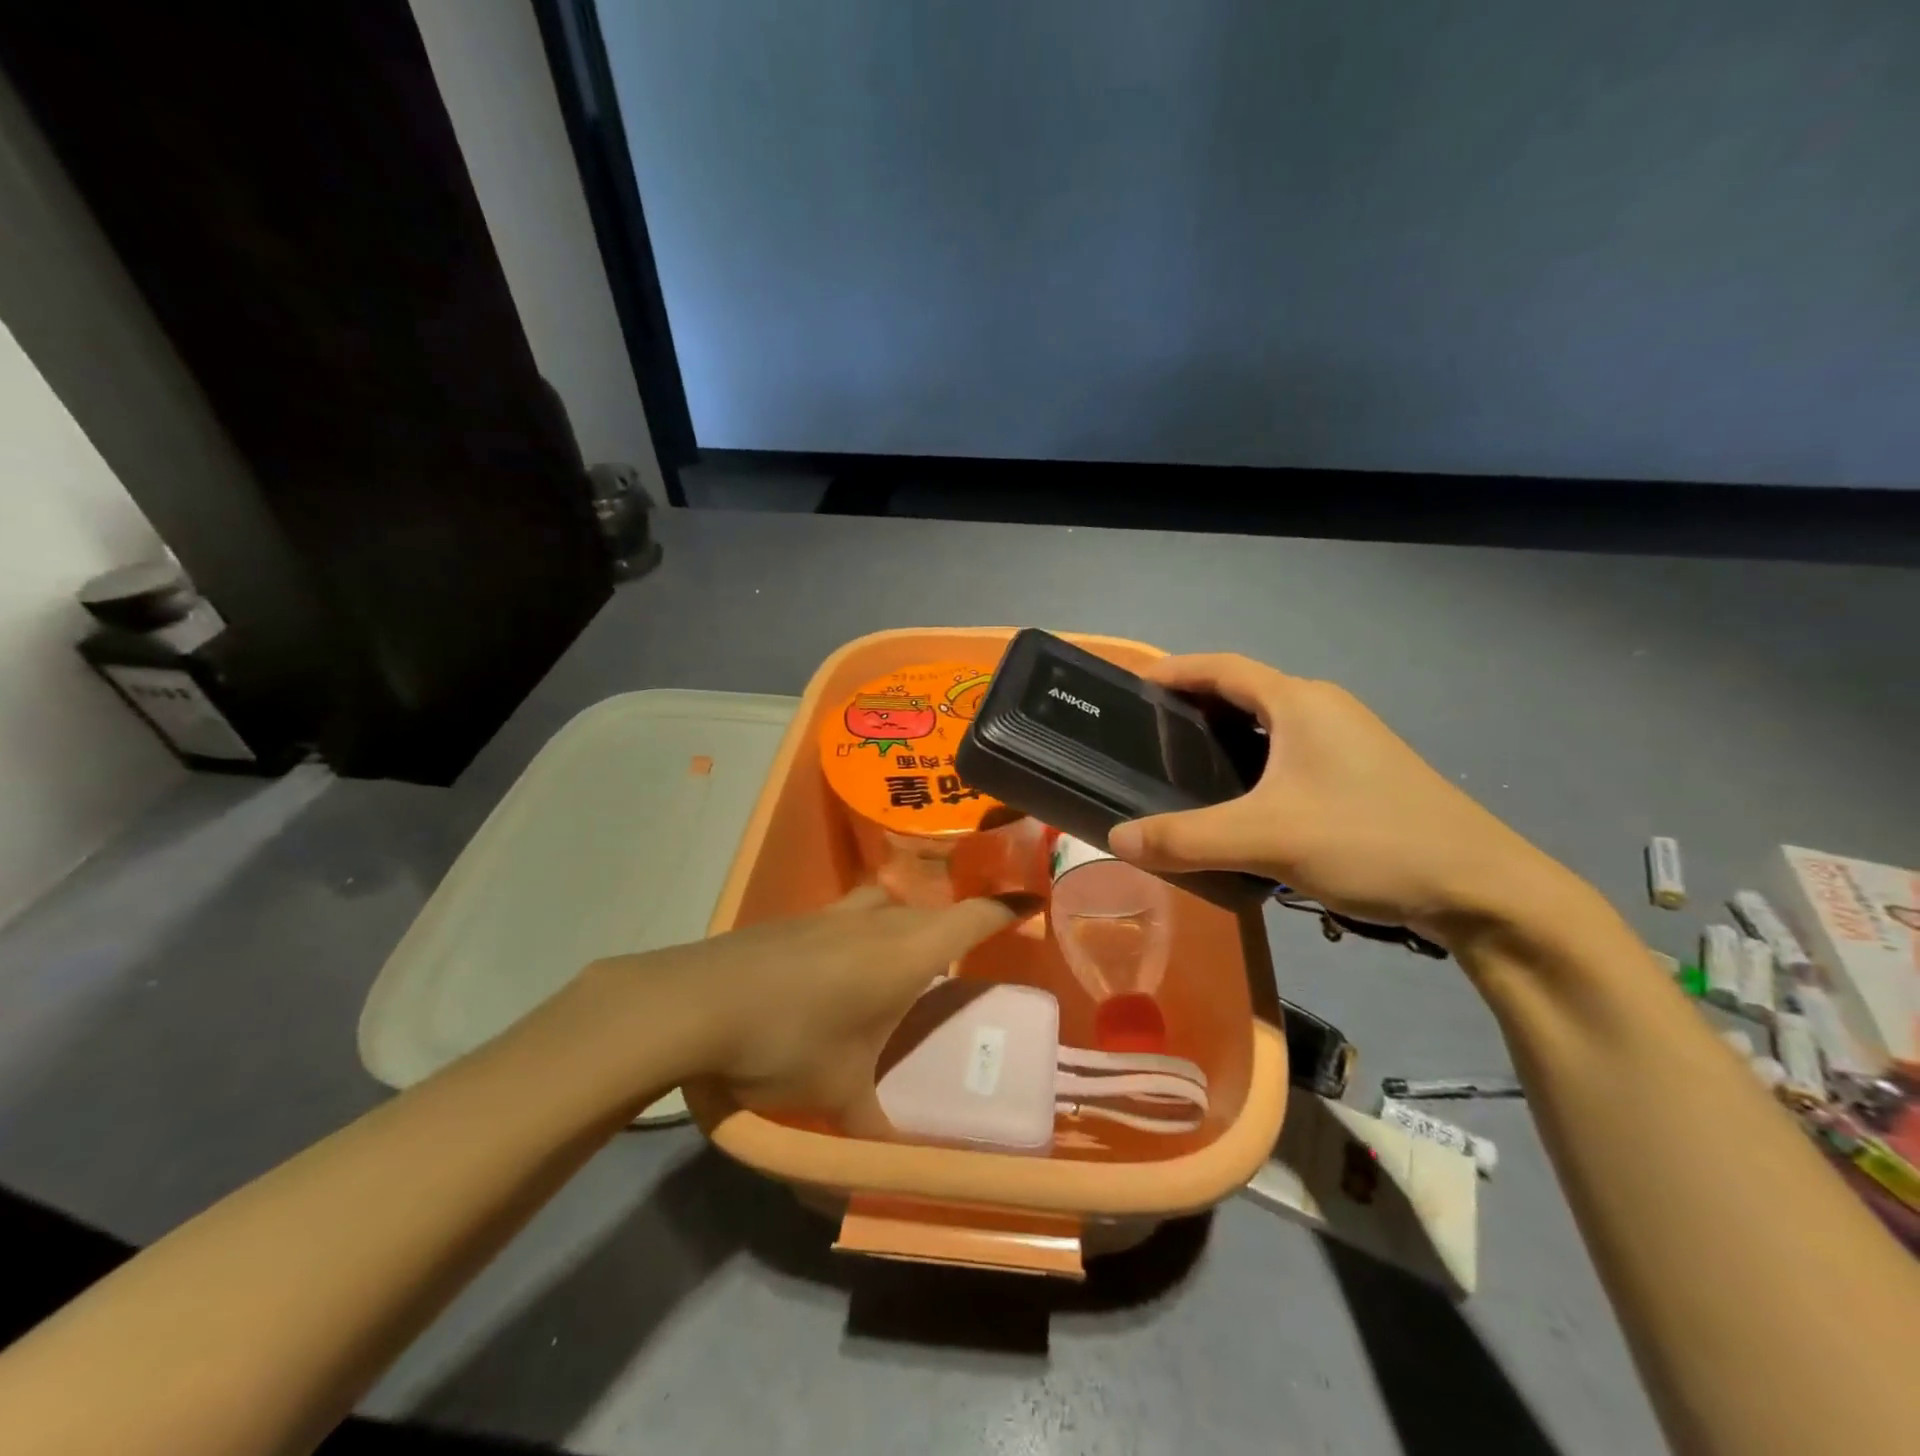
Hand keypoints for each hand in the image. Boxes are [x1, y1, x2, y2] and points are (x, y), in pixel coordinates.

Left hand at [583, 887, 1022, 1130]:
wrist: (695, 1002)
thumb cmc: (787, 1042)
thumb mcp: (838, 1094)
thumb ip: (873, 1131)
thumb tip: (896, 1171)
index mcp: (905, 951)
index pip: (972, 917)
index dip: (1007, 908)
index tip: (1033, 903)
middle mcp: (875, 921)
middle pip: (930, 909)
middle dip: (956, 923)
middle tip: (967, 952)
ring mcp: (830, 914)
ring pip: (886, 903)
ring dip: (903, 920)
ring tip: (905, 955)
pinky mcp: (794, 920)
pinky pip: (847, 915)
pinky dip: (861, 929)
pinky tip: (841, 965)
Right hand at [1107, 654, 1557, 941]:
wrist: (1482, 889)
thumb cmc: (1369, 841)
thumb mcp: (1266, 839)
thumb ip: (1186, 838)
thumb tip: (1116, 838)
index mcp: (1299, 703)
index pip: (1221, 667)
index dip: (1174, 671)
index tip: (1131, 687)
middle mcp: (1324, 708)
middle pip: (1243, 691)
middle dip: (1193, 705)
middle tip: (1147, 735)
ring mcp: (1349, 740)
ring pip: (1269, 725)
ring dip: (1225, 736)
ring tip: (1182, 767)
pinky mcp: (1362, 773)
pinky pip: (1290, 752)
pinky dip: (1253, 762)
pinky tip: (1240, 802)